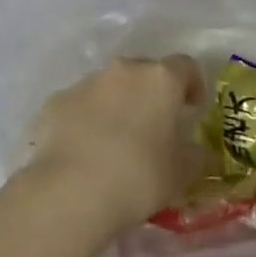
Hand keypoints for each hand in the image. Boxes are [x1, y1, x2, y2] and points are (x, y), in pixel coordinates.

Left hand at [21, 56, 206, 235]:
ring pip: (110, 87)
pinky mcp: (56, 101)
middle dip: (152, 95)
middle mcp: (123, 70)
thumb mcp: (181, 173)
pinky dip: (87, 119)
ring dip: (117, 105)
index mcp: (160, 79)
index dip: (192, 85)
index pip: (185, 66)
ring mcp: (86, 82)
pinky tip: (85, 150)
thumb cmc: (139, 177)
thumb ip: (195, 156)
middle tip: (155, 128)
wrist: (72, 190)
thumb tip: (198, 151)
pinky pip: (80, 105)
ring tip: (116, 143)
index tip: (192, 109)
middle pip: (144, 72)